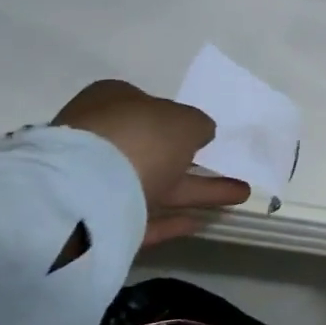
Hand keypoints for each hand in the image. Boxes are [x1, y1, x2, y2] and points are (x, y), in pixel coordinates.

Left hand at [52, 79, 251, 247]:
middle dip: (192, 159)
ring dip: (198, 190)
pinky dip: (171, 220)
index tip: (203, 135)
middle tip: (227, 165)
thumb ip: (198, 124)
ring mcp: (96, 180)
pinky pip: (144, 217)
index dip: (176, 118)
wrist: (85, 190)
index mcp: (112, 103)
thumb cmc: (140, 137)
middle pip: (154, 149)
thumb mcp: (186, 120)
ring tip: (240, 196)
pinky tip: (200, 222)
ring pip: (156, 184)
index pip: (147, 106)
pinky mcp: (99, 218)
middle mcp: (101, 138)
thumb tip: (200, 133)